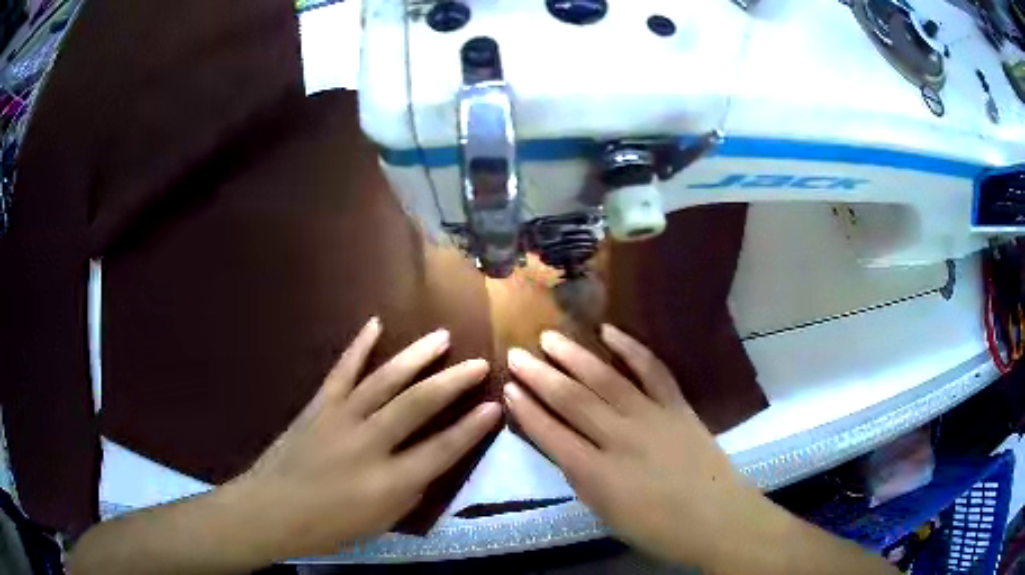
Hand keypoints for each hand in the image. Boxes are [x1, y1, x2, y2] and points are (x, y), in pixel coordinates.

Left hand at [227, 318, 501, 559]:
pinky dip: (358, 345)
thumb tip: (427, 462)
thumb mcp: (380, 523)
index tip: (494, 407)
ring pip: (384, 380)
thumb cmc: (328, 527)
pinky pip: (342, 370)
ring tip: (441, 337)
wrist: (270, 510)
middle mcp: (368, 444)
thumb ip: (409, 491)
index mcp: (388, 482)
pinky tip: (375, 324)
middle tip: (478, 363)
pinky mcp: (318, 405)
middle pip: (417, 405)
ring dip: (416, 356)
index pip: (442, 450)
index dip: (472, 429)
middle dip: (453, 382)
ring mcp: (340, 418)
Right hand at [503, 324, 760, 567]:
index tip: (508, 389)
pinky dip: (632, 348)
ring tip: (549, 338)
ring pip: (606, 379)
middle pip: (573, 401)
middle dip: (540, 376)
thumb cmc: (658, 528)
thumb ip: (583, 478)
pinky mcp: (677, 406)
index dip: (526, 411)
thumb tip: (565, 447)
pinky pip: (653, 371)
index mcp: (598, 474)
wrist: (716, 517)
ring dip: (574, 357)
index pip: (551, 435)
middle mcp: (620, 439)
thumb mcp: (607, 513)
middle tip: (516, 354)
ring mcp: (652, 417)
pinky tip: (610, 332)